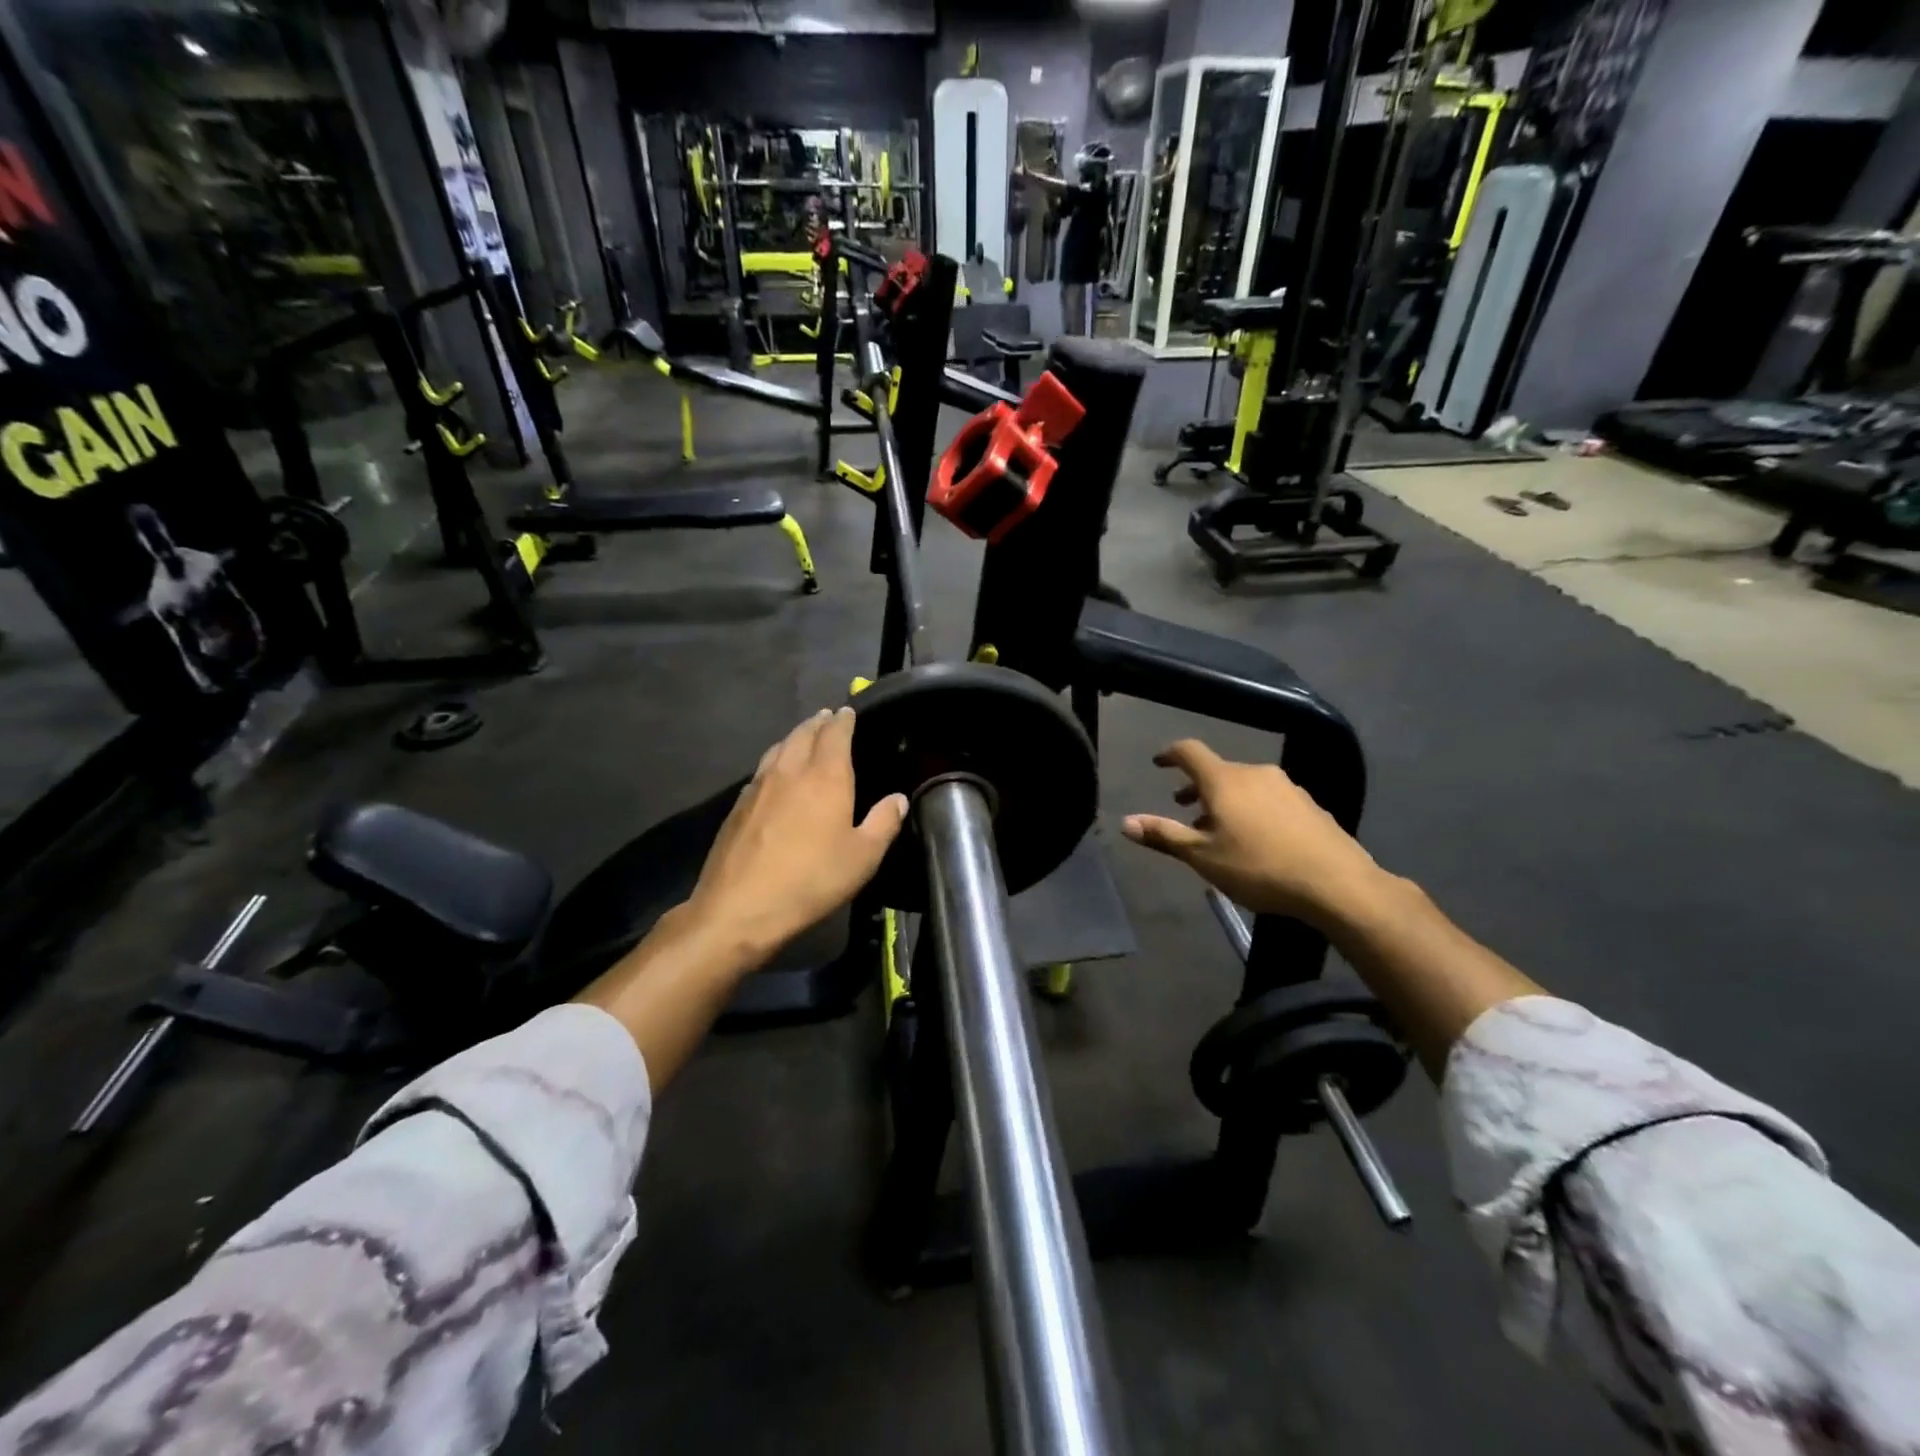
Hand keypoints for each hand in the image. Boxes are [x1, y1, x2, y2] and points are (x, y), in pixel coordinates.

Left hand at [686, 707, 908, 961]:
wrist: (740, 907)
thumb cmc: (812, 880)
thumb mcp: (863, 857)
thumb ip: (884, 823)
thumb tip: (898, 798)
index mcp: (825, 776)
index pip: (835, 733)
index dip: (843, 719)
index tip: (848, 710)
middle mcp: (790, 770)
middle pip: (803, 734)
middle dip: (818, 723)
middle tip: (827, 717)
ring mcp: (758, 786)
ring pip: (778, 748)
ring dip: (794, 736)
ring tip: (803, 735)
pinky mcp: (737, 806)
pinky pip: (761, 770)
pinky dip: (775, 760)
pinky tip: (775, 773)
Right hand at [1120, 739, 1386, 927]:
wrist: (1337, 884)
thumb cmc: (1259, 868)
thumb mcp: (1202, 857)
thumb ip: (1164, 836)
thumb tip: (1125, 822)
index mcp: (1225, 780)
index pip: (1190, 752)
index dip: (1170, 754)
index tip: (1158, 763)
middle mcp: (1256, 774)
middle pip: (1218, 771)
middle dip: (1197, 788)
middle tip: (1183, 809)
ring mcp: (1287, 788)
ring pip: (1245, 786)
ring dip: (1225, 801)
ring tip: (1219, 830)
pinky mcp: (1310, 806)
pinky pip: (1270, 799)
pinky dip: (1252, 810)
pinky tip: (1257, 841)